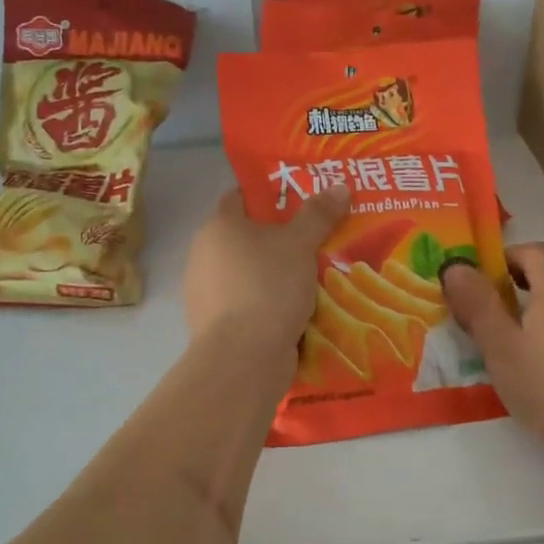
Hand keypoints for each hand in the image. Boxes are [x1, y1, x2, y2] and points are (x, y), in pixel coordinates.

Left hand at [185, 184, 350, 356]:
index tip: (301, 199)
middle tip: (317, 239)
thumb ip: (318, 214)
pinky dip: (269, 304)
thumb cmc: (268, 286)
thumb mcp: (300, 244)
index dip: (269, 194)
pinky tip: (298, 311)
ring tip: (314, 277)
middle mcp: (204, 255)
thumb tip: (340, 185)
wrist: (243, 358)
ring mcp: (206, 293)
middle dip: (279, 239)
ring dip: (276, 275)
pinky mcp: (216, 326)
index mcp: (218, 227)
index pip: (240, 197)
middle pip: (246, 238)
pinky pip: (249, 304)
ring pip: (249, 274)